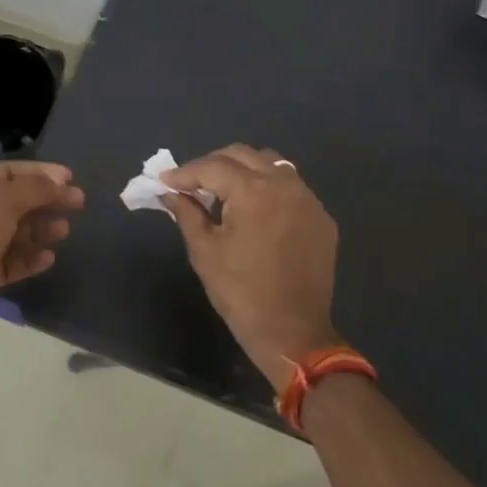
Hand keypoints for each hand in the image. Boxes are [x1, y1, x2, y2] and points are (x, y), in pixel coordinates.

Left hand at [0, 161, 83, 360]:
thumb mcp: (2, 203)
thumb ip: (34, 188)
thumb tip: (59, 181)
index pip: (8, 172)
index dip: (39, 172)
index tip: (70, 179)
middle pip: (14, 202)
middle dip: (45, 201)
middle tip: (78, 205)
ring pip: (13, 233)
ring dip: (40, 230)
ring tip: (64, 232)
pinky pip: (10, 262)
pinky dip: (30, 258)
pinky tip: (49, 258)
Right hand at [160, 145, 340, 390]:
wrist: (293, 332)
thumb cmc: (241, 292)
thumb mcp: (204, 251)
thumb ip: (186, 213)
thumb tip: (169, 192)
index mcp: (253, 191)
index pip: (212, 167)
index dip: (185, 172)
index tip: (165, 180)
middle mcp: (284, 184)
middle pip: (242, 155)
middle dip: (213, 164)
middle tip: (191, 183)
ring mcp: (308, 199)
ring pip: (271, 164)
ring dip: (243, 170)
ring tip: (223, 191)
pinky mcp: (321, 217)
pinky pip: (291, 187)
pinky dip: (268, 188)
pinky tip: (255, 209)